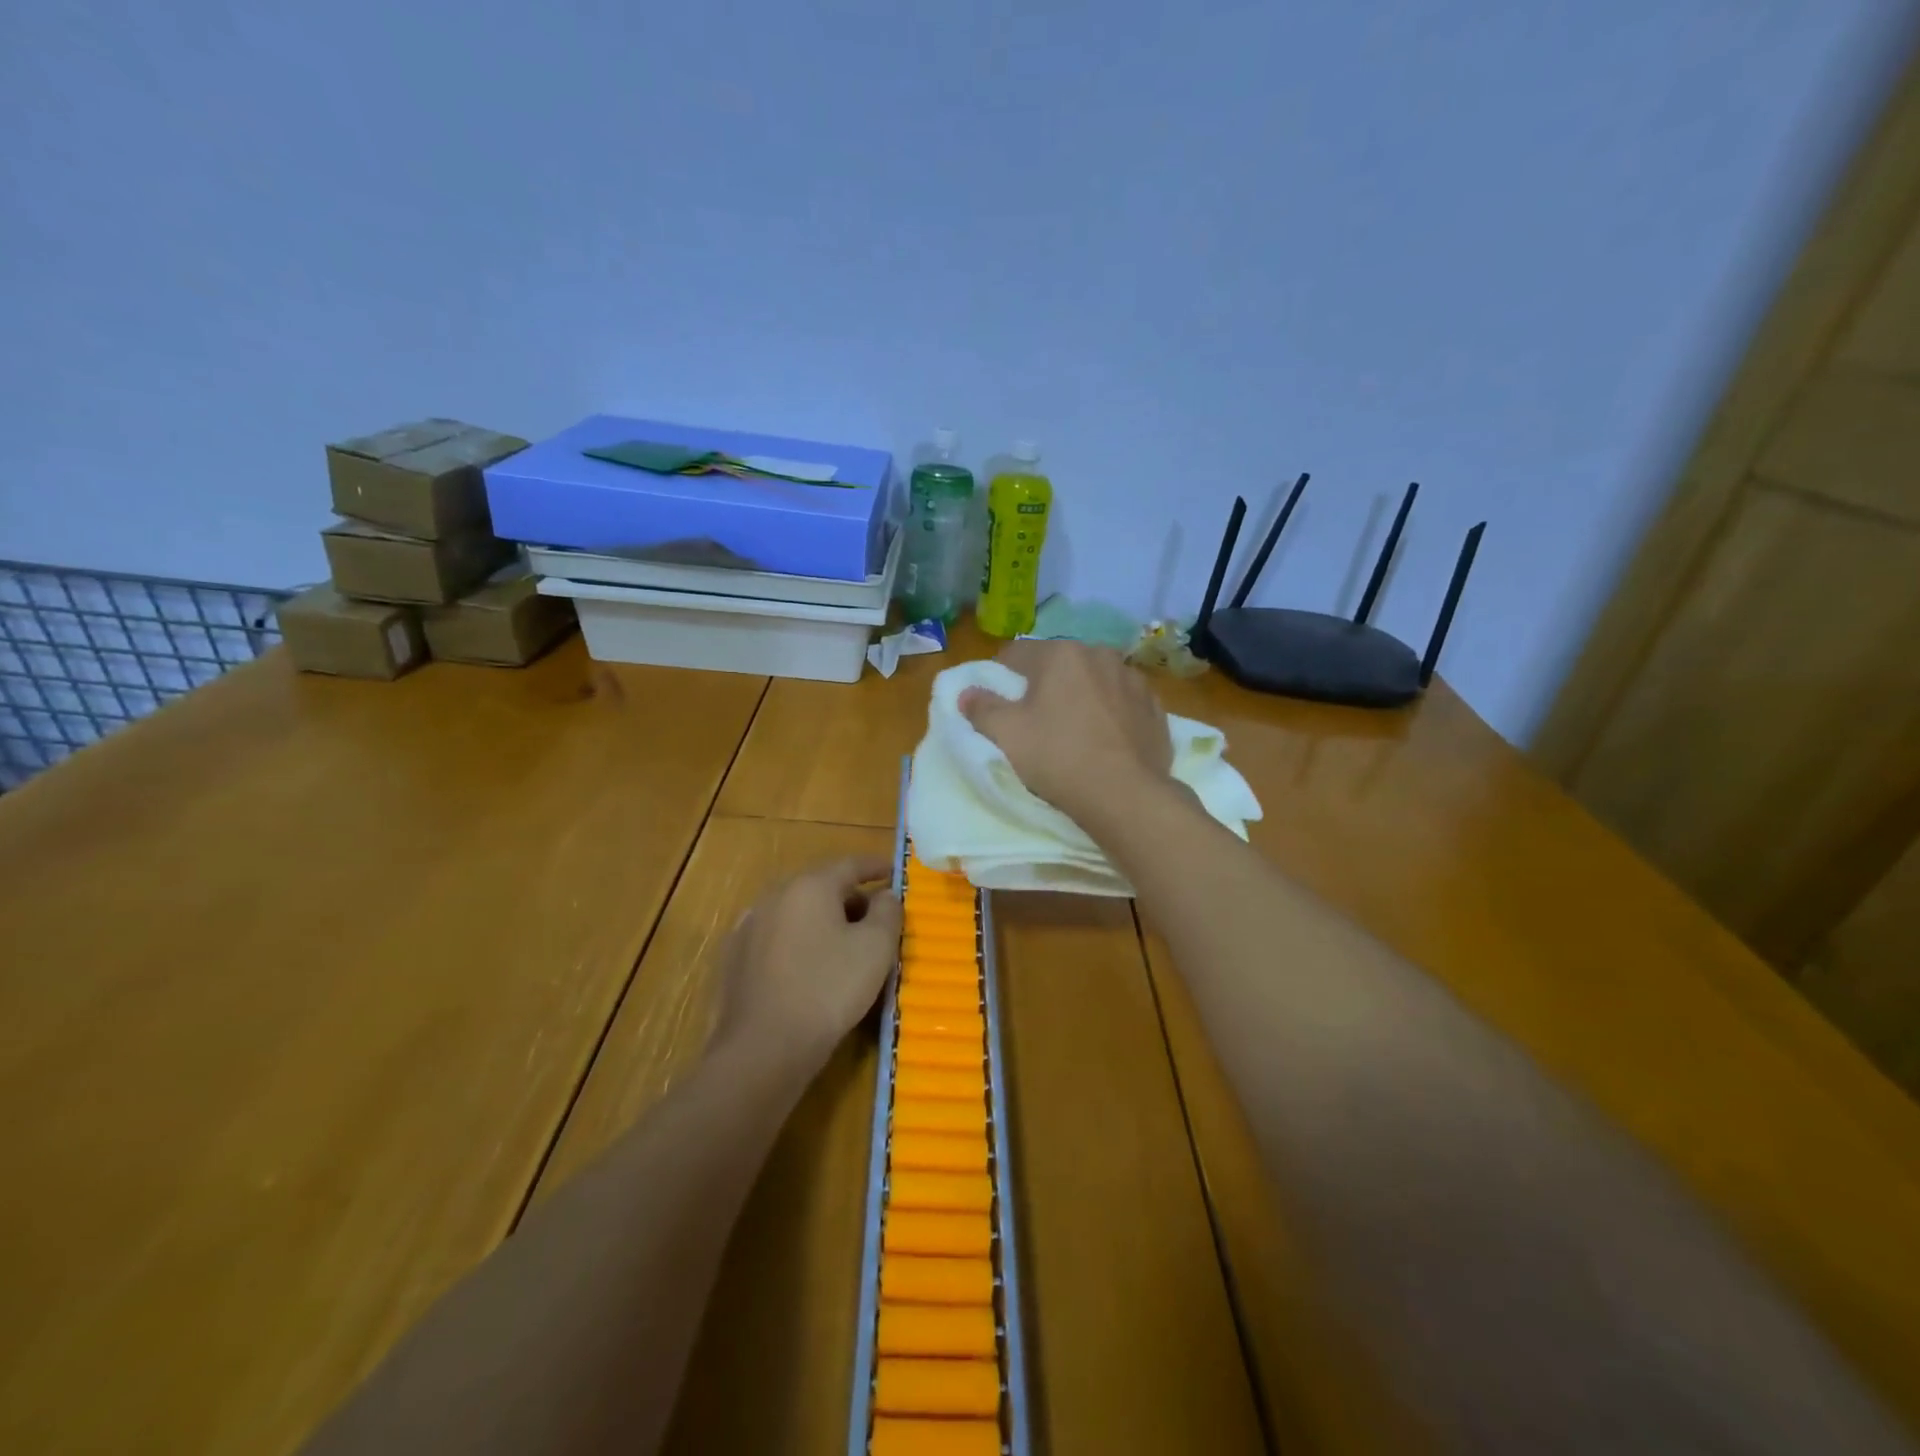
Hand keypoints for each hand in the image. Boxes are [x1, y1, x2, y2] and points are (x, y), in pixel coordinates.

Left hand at [715, 856, 902, 1072]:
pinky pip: (778, 938)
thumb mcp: (876, 949)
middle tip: (876, 919)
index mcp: (809, 886)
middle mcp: (775, 896)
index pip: (850, 865)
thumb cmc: (828, 990)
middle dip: (851, 899)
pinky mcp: (735, 958)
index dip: (876, 867)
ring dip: (824, 922)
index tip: (894, 872)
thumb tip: (886, 895)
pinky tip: (810, 967)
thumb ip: (888, 912)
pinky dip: (800, 942)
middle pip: (821, 887)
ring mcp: (749, 926)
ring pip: (797, 913)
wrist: (763, 1049)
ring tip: (845, 946)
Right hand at [959, 640, 1173, 822]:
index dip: (1001, 675)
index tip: (998, 702)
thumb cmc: (1058, 757)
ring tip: (1074, 729)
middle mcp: (1100, 655)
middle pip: (1059, 664)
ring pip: (1094, 680)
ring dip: (1081, 695)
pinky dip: (1110, 712)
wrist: (1125, 795)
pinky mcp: (1155, 707)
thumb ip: (982, 708)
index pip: (1017, 653)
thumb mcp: (1007, 734)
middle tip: (1035, 718)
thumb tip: (966, 693)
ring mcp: (1133, 680)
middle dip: (1044, 683)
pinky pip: (1122, 702)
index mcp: (1061, 653)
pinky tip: (1105, 739)